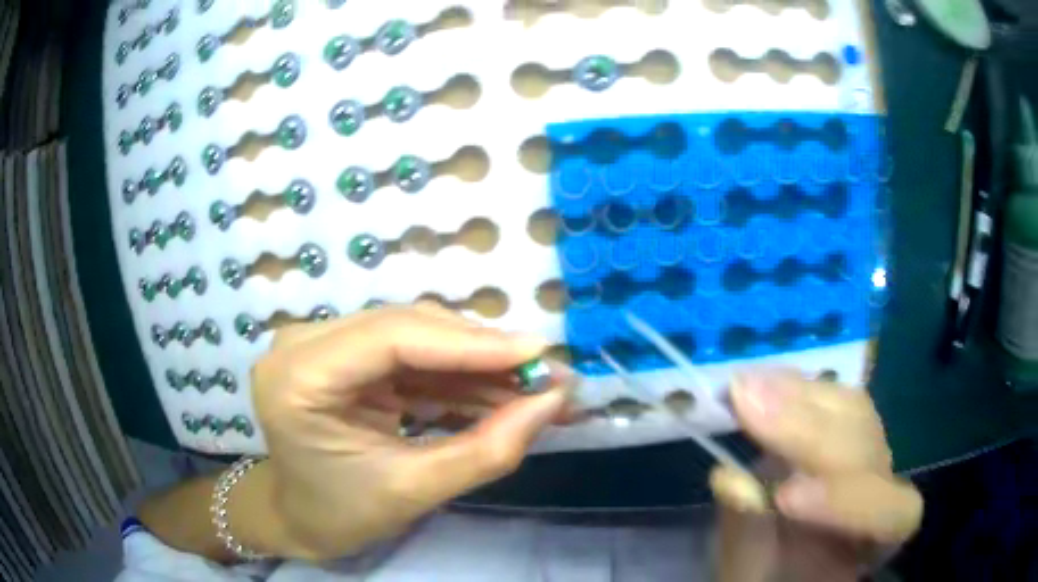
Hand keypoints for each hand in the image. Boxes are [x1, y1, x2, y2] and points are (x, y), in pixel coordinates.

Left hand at [246, 305, 570, 559]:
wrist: (302, 517)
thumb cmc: (342, 514)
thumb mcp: (415, 491)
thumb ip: (487, 449)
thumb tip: (554, 402)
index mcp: (298, 378)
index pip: (393, 338)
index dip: (472, 343)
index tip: (540, 354)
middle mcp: (303, 343)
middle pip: (408, 328)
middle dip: (484, 354)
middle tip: (550, 374)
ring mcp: (322, 343)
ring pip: (417, 336)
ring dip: (478, 364)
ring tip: (536, 387)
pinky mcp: (346, 353)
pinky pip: (412, 354)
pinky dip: (458, 375)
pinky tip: (501, 392)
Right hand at [710, 371, 922, 581]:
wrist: (778, 566)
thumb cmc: (767, 579)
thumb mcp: (749, 575)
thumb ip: (748, 534)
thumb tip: (730, 478)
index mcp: (870, 542)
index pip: (893, 515)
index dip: (849, 500)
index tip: (784, 496)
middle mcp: (879, 491)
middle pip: (869, 448)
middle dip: (810, 429)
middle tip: (748, 403)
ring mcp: (863, 455)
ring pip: (857, 414)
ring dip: (802, 397)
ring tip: (750, 386)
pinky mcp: (840, 431)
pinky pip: (832, 401)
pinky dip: (793, 388)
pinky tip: (761, 381)